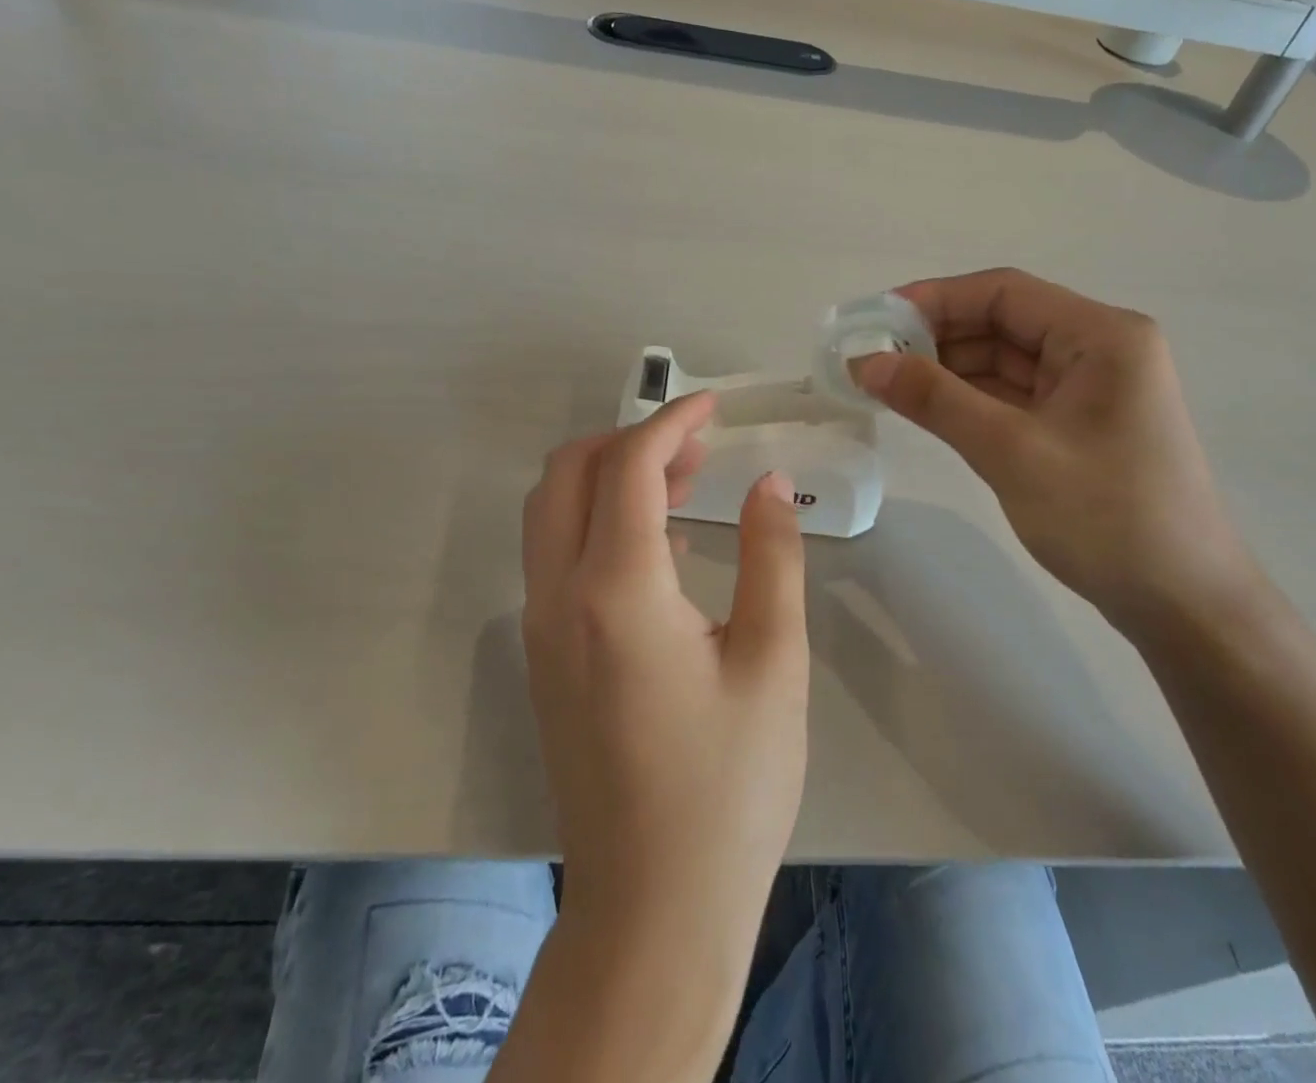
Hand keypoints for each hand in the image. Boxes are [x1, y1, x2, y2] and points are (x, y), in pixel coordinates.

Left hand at [520, 392, 808, 942]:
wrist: (655, 909)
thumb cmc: (729, 786)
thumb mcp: (774, 662)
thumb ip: (772, 557)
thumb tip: (767, 483)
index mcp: (615, 591)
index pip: (628, 467)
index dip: (672, 421)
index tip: (714, 406)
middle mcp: (559, 598)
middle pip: (567, 474)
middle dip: (628, 439)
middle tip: (698, 446)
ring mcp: (541, 630)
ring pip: (551, 512)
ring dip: (610, 478)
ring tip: (685, 482)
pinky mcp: (545, 658)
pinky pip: (557, 556)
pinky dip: (599, 521)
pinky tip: (664, 546)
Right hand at [856, 268, 1260, 636]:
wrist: (1183, 605)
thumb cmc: (1106, 518)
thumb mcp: (1012, 452)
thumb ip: (936, 400)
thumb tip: (866, 362)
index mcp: (1101, 335)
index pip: (1003, 293)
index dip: (934, 299)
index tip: (875, 320)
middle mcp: (1098, 349)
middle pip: (1002, 323)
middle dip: (935, 337)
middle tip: (869, 357)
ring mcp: (1088, 389)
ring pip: (1002, 361)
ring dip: (946, 369)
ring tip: (884, 382)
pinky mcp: (1076, 425)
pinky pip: (1011, 396)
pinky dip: (967, 399)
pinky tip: (924, 407)